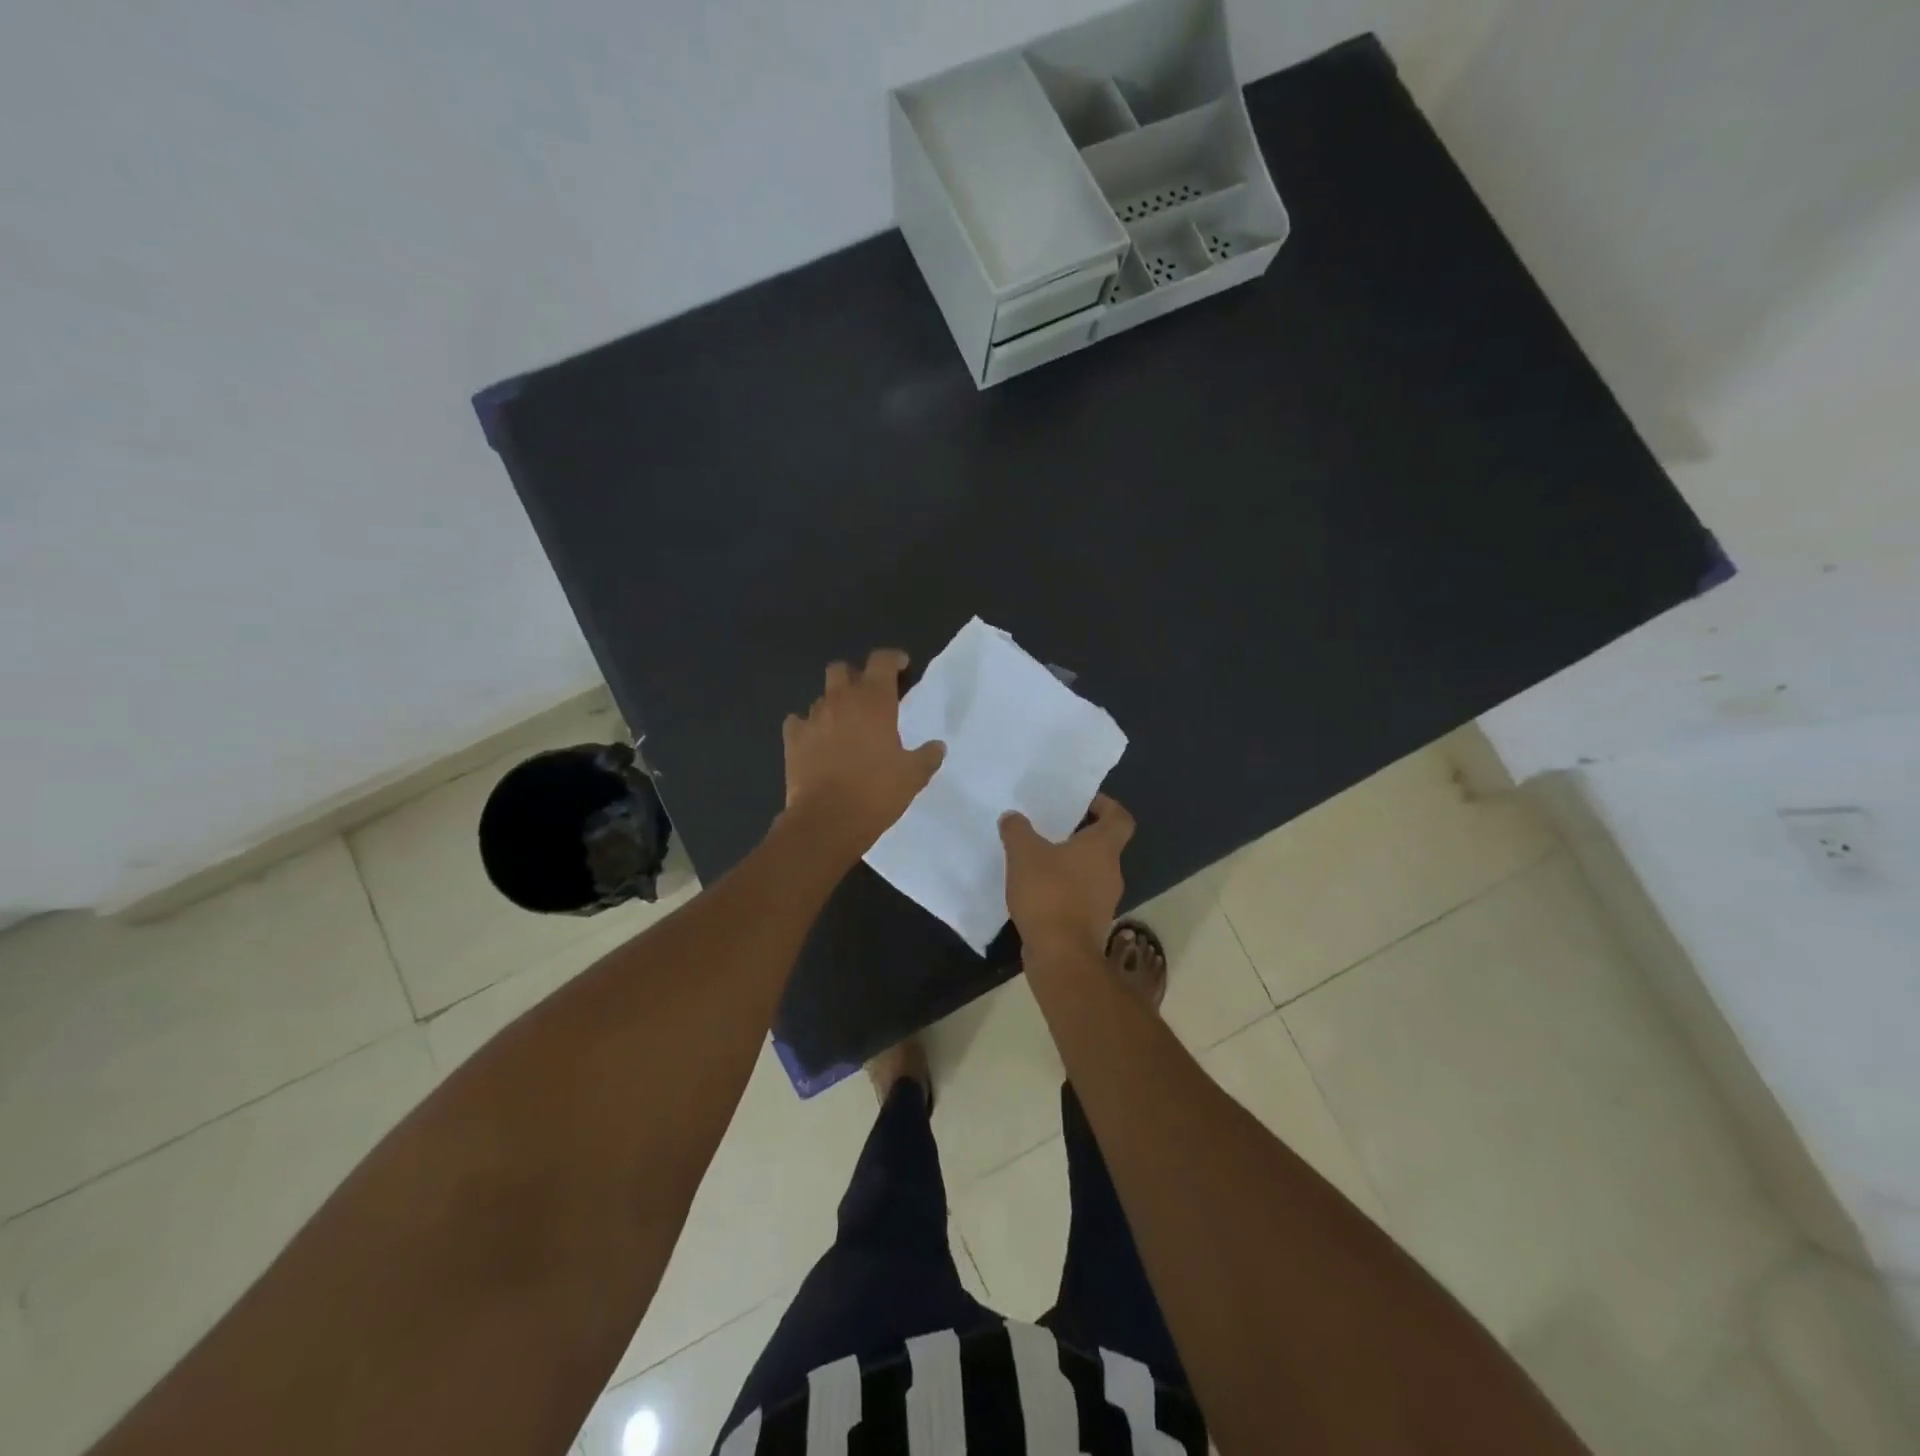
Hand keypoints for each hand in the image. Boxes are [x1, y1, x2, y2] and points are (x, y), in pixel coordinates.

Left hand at [782, 649, 945, 855]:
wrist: (827, 820)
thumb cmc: (876, 792)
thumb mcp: (913, 776)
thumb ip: (927, 756)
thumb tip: (937, 746)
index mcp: (874, 701)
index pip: (882, 661)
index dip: (893, 659)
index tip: (902, 667)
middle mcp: (841, 700)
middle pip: (842, 669)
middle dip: (855, 676)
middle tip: (869, 696)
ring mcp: (812, 718)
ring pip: (821, 697)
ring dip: (834, 704)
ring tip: (845, 725)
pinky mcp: (792, 740)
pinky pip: (798, 722)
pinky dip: (807, 727)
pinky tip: (816, 741)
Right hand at [999, 794, 1134, 960]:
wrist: (1061, 955)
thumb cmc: (1049, 894)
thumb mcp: (1024, 854)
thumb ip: (1017, 831)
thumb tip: (1013, 817)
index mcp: (1103, 848)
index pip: (1120, 818)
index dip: (1106, 805)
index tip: (1083, 802)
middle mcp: (1111, 871)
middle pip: (1103, 845)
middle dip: (1079, 836)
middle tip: (1051, 829)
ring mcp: (1104, 900)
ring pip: (1090, 872)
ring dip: (1070, 865)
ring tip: (1038, 861)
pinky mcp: (1091, 923)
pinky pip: (1080, 896)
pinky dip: (1064, 890)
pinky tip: (1037, 892)